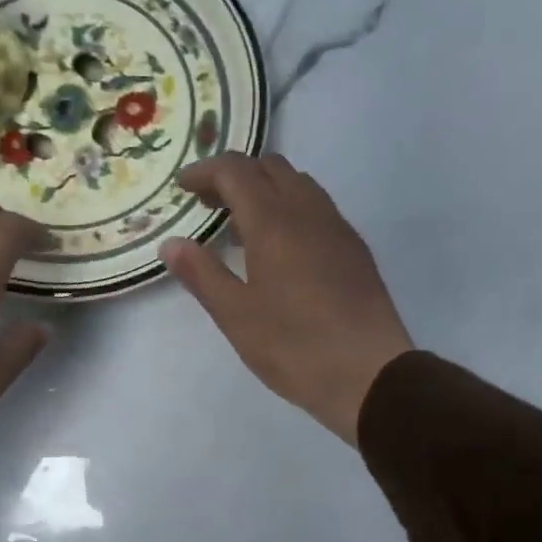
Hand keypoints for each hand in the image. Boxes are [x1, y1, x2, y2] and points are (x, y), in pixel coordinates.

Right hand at [160, 154, 412, 445]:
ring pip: (299, 184)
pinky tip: (281, 249)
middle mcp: (308, 211)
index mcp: (274, 221)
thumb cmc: (294, 345)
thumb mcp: (235, 315)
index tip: (182, 187)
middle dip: (235, 176)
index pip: (236, 170)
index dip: (205, 171)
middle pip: (270, 167)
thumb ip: (201, 273)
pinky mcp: (355, 249)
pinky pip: (317, 208)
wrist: (370, 374)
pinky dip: (290, 208)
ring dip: (266, 190)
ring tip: (242, 227)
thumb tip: (171, 243)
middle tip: (210, 205)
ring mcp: (337, 228)